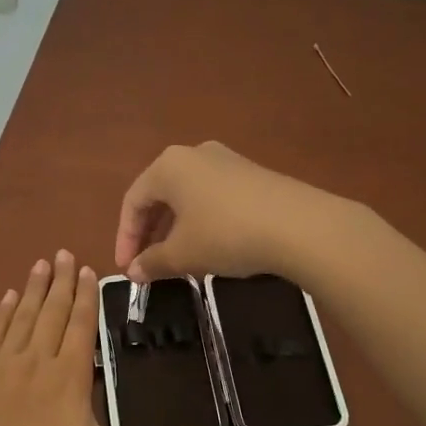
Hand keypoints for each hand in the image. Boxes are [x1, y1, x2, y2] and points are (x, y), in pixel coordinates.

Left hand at [0, 250, 228, 425]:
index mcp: (69, 375)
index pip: (81, 323)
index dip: (86, 295)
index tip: (87, 268)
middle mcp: (35, 360)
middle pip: (51, 312)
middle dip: (60, 281)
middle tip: (63, 252)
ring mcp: (1, 367)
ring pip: (22, 318)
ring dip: (33, 290)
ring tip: (40, 264)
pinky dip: (2, 314)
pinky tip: (7, 300)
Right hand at [114, 141, 349, 282]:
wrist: (300, 226)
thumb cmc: (226, 234)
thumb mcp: (183, 253)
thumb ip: (152, 262)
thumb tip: (133, 272)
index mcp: (168, 166)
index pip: (133, 201)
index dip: (125, 238)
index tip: (127, 269)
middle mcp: (194, 154)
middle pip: (159, 196)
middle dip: (149, 233)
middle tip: (146, 265)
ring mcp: (227, 161)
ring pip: (187, 197)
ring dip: (174, 229)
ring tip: (176, 259)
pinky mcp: (253, 174)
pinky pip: (213, 197)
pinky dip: (201, 221)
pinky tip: (210, 246)